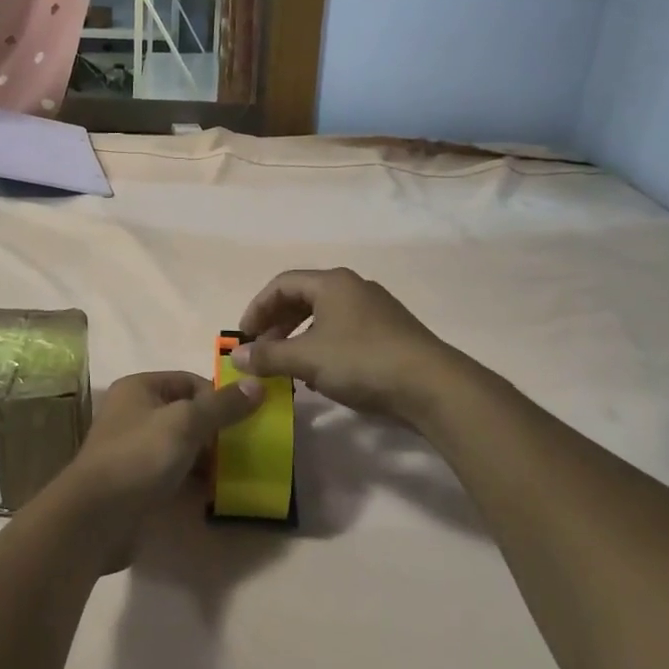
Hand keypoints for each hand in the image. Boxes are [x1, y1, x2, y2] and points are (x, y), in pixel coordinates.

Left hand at [52, 371, 263, 569]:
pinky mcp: (136, 482)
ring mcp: (134, 449)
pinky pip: (172, 473)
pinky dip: (193, 479)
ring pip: (181, 445)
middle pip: (186, 413)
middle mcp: (134, 413)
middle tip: (246, 447)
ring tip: (235, 472)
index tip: (246, 418)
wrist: (95, 519)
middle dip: (216, 429)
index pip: (189, 381)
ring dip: (207, 457)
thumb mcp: (186, 423)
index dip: (218, 396)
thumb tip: (258, 384)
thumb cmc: (139, 457)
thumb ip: (223, 406)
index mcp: (140, 388)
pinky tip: (213, 493)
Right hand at [233, 268, 469, 427]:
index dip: (257, 308)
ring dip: (299, 337)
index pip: (282, 284)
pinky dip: (323, 346)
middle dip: (277, 324)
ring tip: (288, 365)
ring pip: (324, 316)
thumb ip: (268, 356)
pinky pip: (344, 331)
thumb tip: (236, 356)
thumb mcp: (307, 359)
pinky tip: (321, 374)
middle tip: (263, 351)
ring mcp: (376, 309)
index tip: (244, 337)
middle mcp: (353, 287)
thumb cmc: (362, 361)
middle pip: (303, 298)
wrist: (431, 385)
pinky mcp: (391, 332)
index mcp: (332, 282)